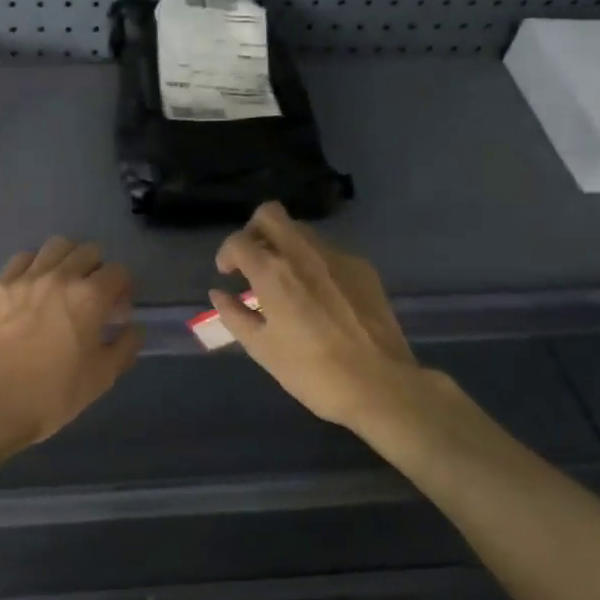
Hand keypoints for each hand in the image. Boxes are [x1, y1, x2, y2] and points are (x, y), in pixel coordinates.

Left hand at [0, 237, 144, 459]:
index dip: (124, 289)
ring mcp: (24, 278)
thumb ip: (125, 347)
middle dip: (98, 270)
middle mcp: (59, 277)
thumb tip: (134, 328)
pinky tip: (32, 289)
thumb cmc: (52, 395)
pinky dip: (34, 266)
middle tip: (93, 297)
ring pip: (55, 246)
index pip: (118, 271)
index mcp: (90, 297)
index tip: (118, 311)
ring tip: (64, 286)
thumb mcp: (101, 378)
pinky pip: (22, 259)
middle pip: (88, 251)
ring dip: (67, 260)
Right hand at [210, 203, 461, 447]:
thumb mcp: (262, 349)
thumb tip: (219, 294)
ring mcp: (337, 257)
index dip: (226, 254)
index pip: (238, 240)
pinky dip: (314, 263)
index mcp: (272, 272)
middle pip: (270, 214)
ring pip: (301, 231)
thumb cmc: (311, 372)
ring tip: (286, 281)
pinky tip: (320, 296)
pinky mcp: (363, 268)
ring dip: (285, 245)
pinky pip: (329, 252)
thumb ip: (234, 315)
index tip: (228, 274)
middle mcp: (303, 253)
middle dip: (254, 231)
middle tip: (253, 261)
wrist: (380, 385)